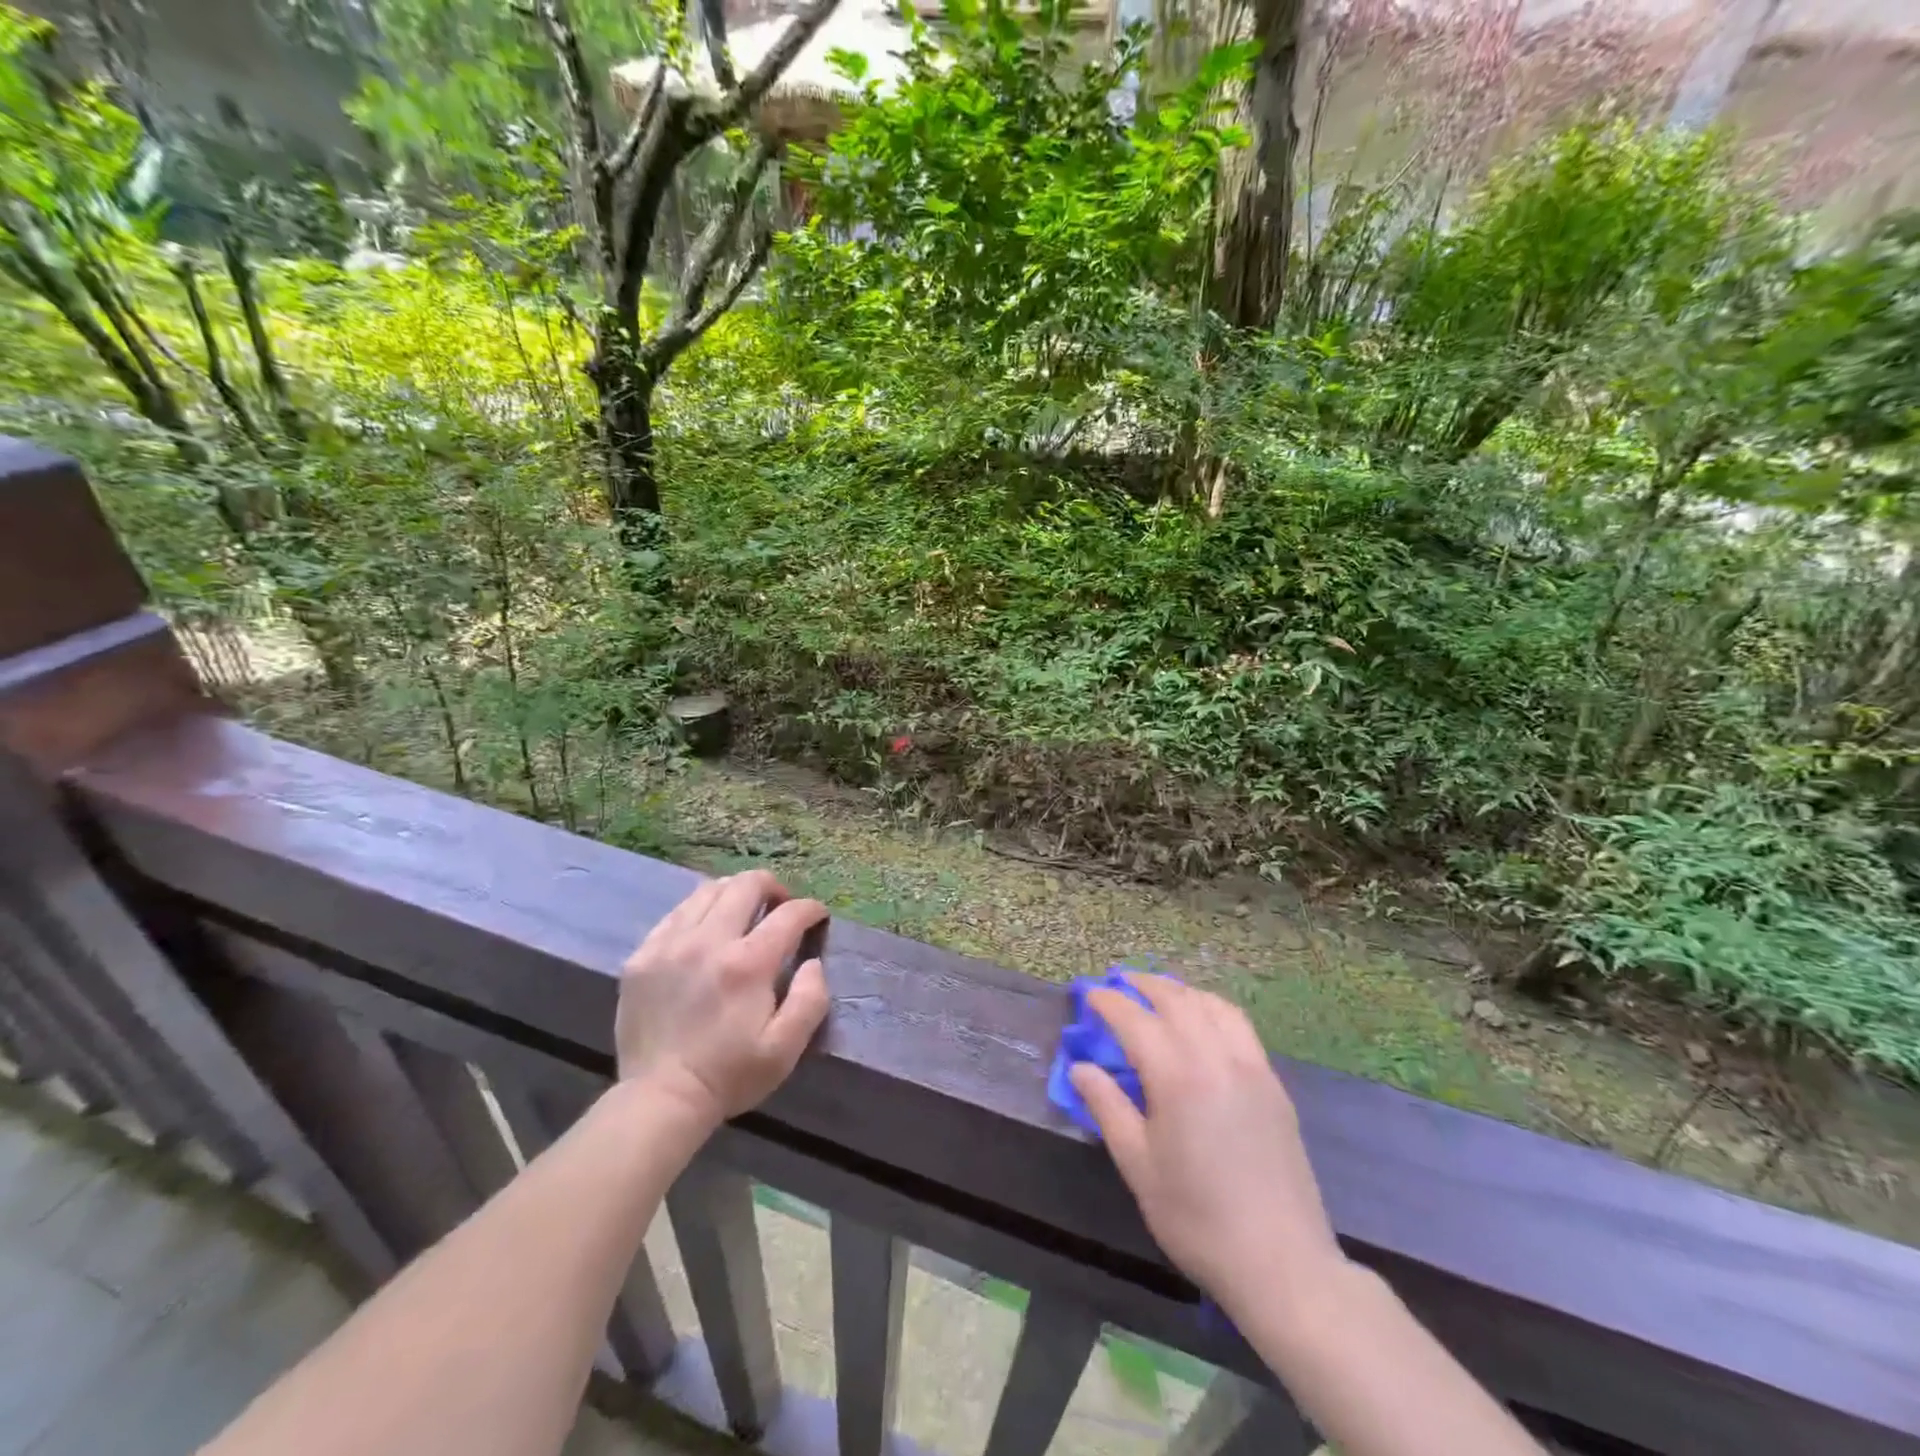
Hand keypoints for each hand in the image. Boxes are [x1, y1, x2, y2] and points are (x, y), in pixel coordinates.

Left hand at [615, 871, 830, 1128]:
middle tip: (780, 905)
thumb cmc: (730, 1075)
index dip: (810, 908)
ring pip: (708, 890)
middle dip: (772, 886)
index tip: (817, 916)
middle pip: (746, 884)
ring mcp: (670, 944)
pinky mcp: (643, 955)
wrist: (660, 1099)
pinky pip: (676, 913)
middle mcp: (708, 941)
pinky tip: (705, 930)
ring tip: (743, 911)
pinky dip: (699, 911)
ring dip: (734, 893)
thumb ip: (810, 999)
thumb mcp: (785, 1048)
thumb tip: (813, 962)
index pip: (789, 914)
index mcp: (748, 964)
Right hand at [1070, 974, 1343, 1311]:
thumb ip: (1107, 1107)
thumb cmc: (1197, 1218)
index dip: (1108, 1002)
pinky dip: (1212, 1007)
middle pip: (1175, 1000)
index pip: (1134, 1019)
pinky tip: (1202, 1020)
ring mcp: (1250, 1066)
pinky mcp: (1272, 1083)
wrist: (1281, 1263)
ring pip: (1211, 1005)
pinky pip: (1239, 1025)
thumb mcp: (1138, 1166)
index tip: (1088, 994)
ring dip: (1179, 991)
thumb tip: (1080, 1068)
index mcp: (1177, 1076)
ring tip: (1158, 993)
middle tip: (1118, 984)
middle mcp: (1215, 1057)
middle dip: (1142, 985)